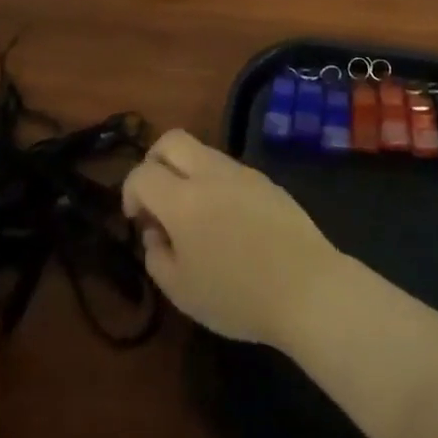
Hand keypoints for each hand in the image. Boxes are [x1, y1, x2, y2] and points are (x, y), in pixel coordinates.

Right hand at [122, 130, 344, 347]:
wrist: (308, 287)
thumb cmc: (238, 296)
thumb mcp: (181, 291)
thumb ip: (157, 256)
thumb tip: (155, 232)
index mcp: (183, 200)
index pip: (142, 173)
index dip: (129, 193)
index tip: (137, 220)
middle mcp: (210, 174)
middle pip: (171, 141)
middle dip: (154, 162)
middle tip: (157, 200)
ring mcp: (242, 172)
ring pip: (202, 151)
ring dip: (186, 172)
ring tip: (193, 216)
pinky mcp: (266, 180)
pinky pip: (228, 169)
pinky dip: (214, 183)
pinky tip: (226, 221)